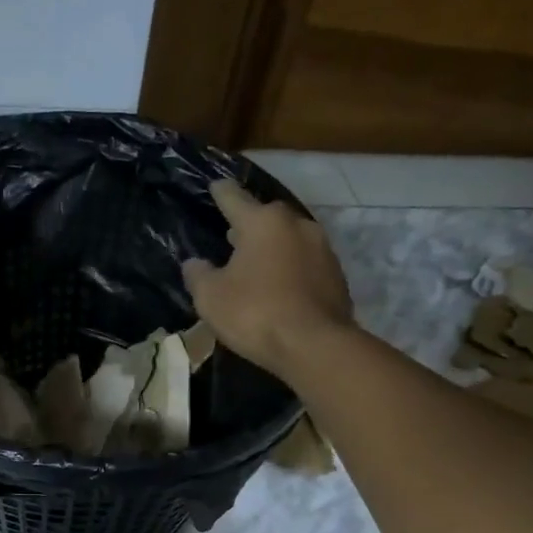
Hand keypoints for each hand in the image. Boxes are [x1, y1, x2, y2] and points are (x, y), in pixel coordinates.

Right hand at [182, 180, 354, 379]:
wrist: (314, 345)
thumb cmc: (255, 313)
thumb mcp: (210, 297)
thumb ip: (199, 275)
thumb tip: (195, 263)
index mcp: (263, 222)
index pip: (234, 198)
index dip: (221, 194)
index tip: (216, 186)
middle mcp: (297, 225)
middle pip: (267, 218)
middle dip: (250, 225)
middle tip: (232, 236)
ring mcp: (322, 249)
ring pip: (289, 240)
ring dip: (273, 249)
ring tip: (256, 265)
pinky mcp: (337, 276)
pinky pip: (305, 265)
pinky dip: (290, 271)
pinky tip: (279, 287)